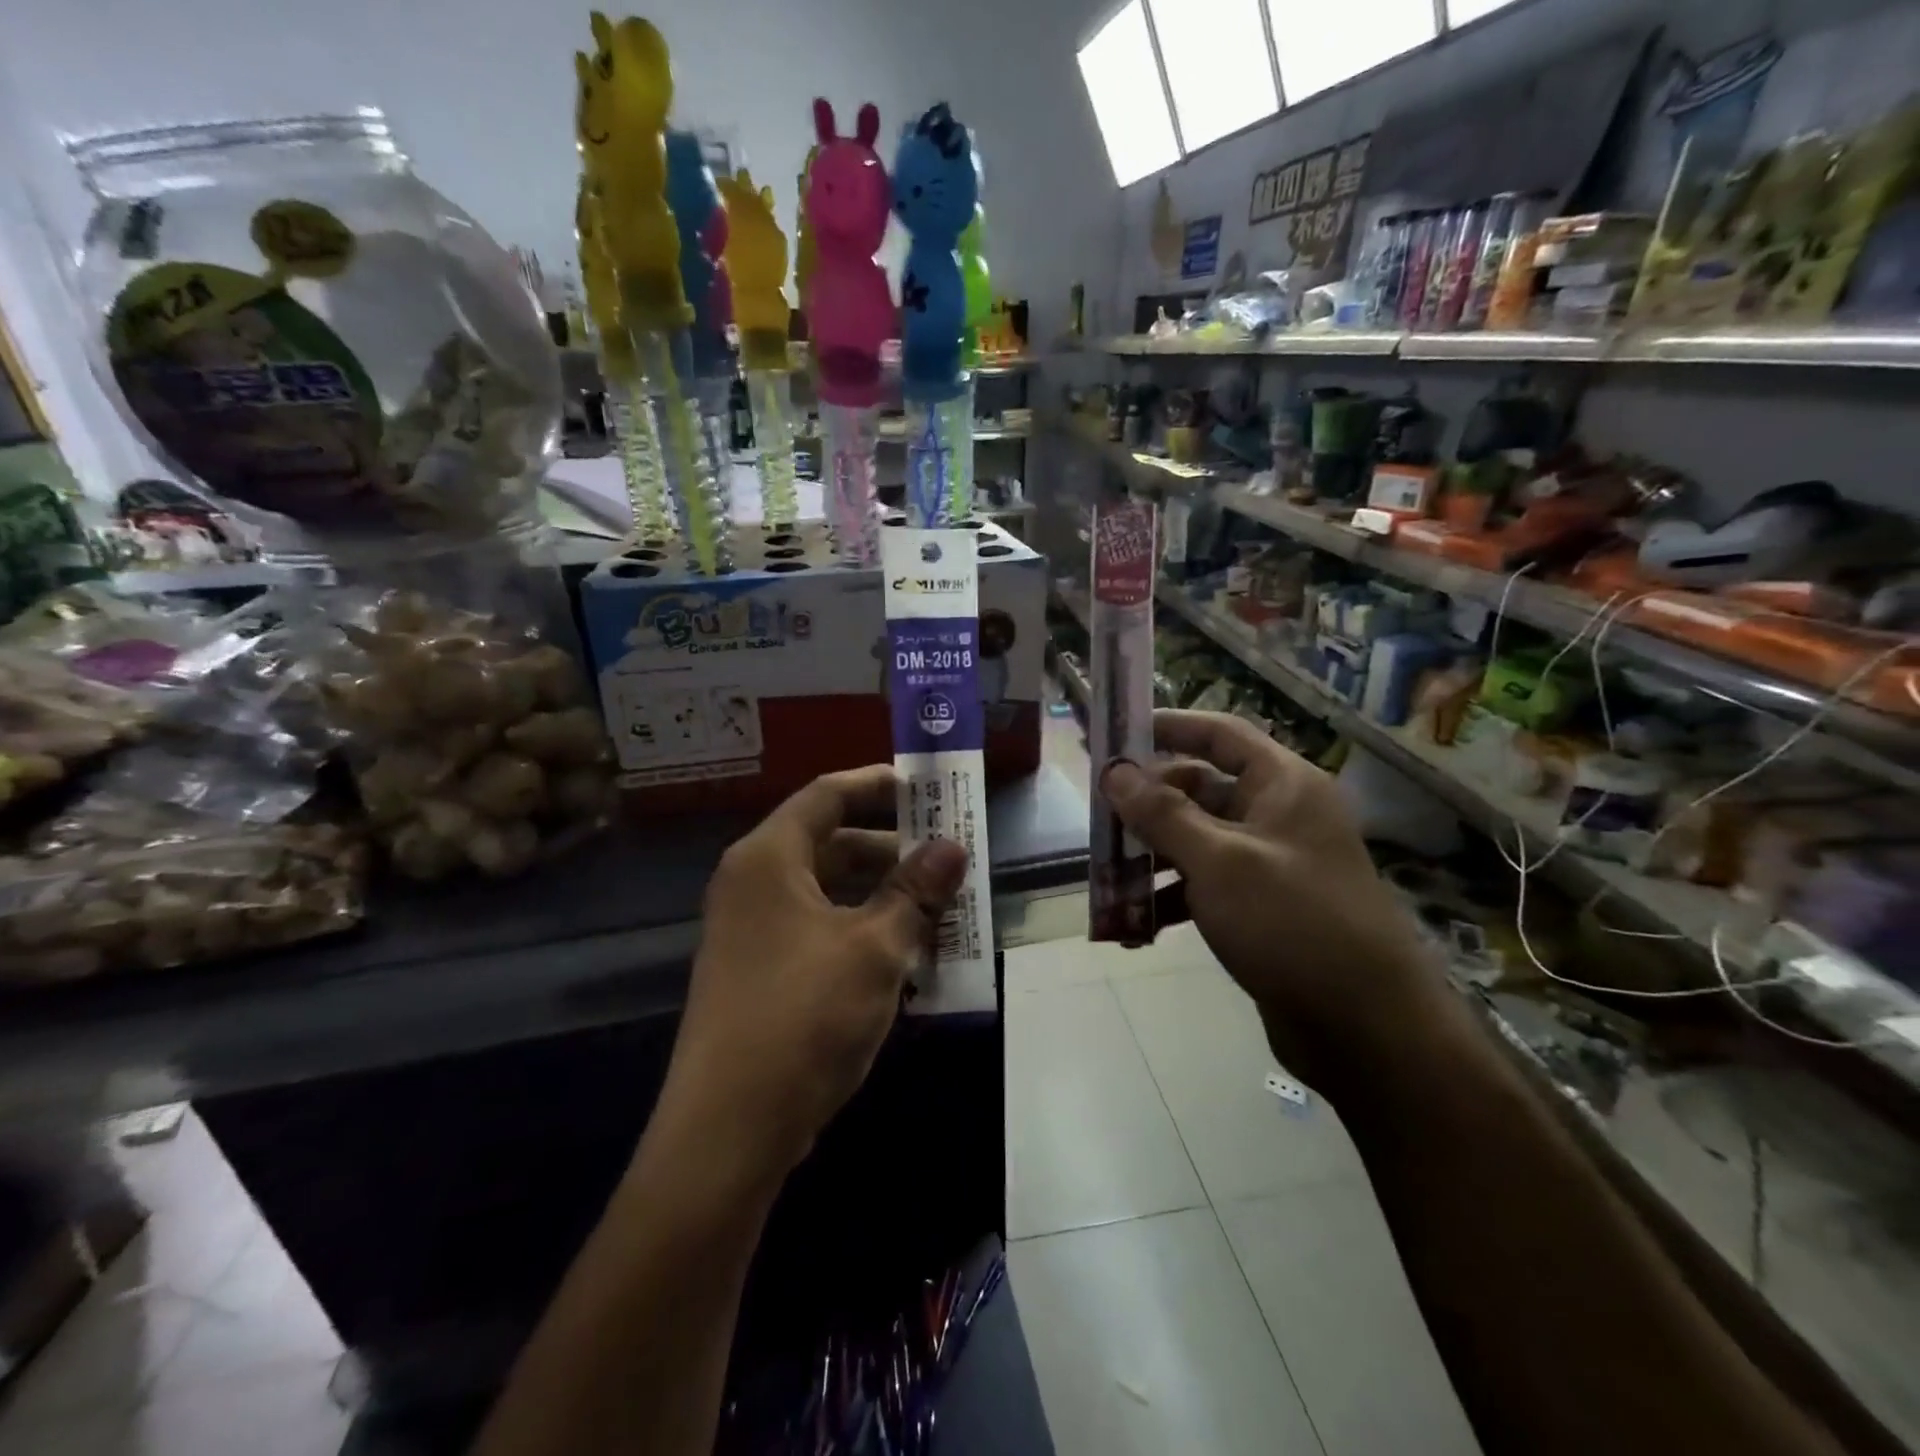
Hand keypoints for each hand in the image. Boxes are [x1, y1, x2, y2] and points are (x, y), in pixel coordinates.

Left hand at [665, 766, 967, 1177]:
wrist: (728, 1131)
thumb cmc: (804, 1017)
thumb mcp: (875, 947)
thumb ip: (915, 891)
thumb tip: (953, 847)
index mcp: (768, 858)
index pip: (827, 795)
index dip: (879, 785)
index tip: (928, 789)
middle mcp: (753, 883)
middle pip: (830, 843)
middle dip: (893, 849)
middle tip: (948, 857)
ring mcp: (753, 931)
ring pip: (830, 892)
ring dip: (884, 896)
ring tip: (941, 908)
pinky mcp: (761, 972)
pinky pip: (820, 930)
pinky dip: (863, 931)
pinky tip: (908, 956)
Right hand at [1100, 710, 1441, 1090]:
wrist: (1365, 1028)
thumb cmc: (1292, 923)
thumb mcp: (1219, 861)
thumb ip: (1162, 813)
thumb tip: (1114, 770)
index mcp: (1283, 786)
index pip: (1220, 734)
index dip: (1168, 727)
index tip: (1116, 735)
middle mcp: (1278, 816)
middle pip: (1200, 790)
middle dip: (1147, 805)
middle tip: (1098, 818)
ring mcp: (1270, 865)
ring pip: (1197, 842)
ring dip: (1151, 857)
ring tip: (1105, 879)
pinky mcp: (1261, 910)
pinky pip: (1205, 887)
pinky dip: (1171, 898)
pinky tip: (1135, 926)